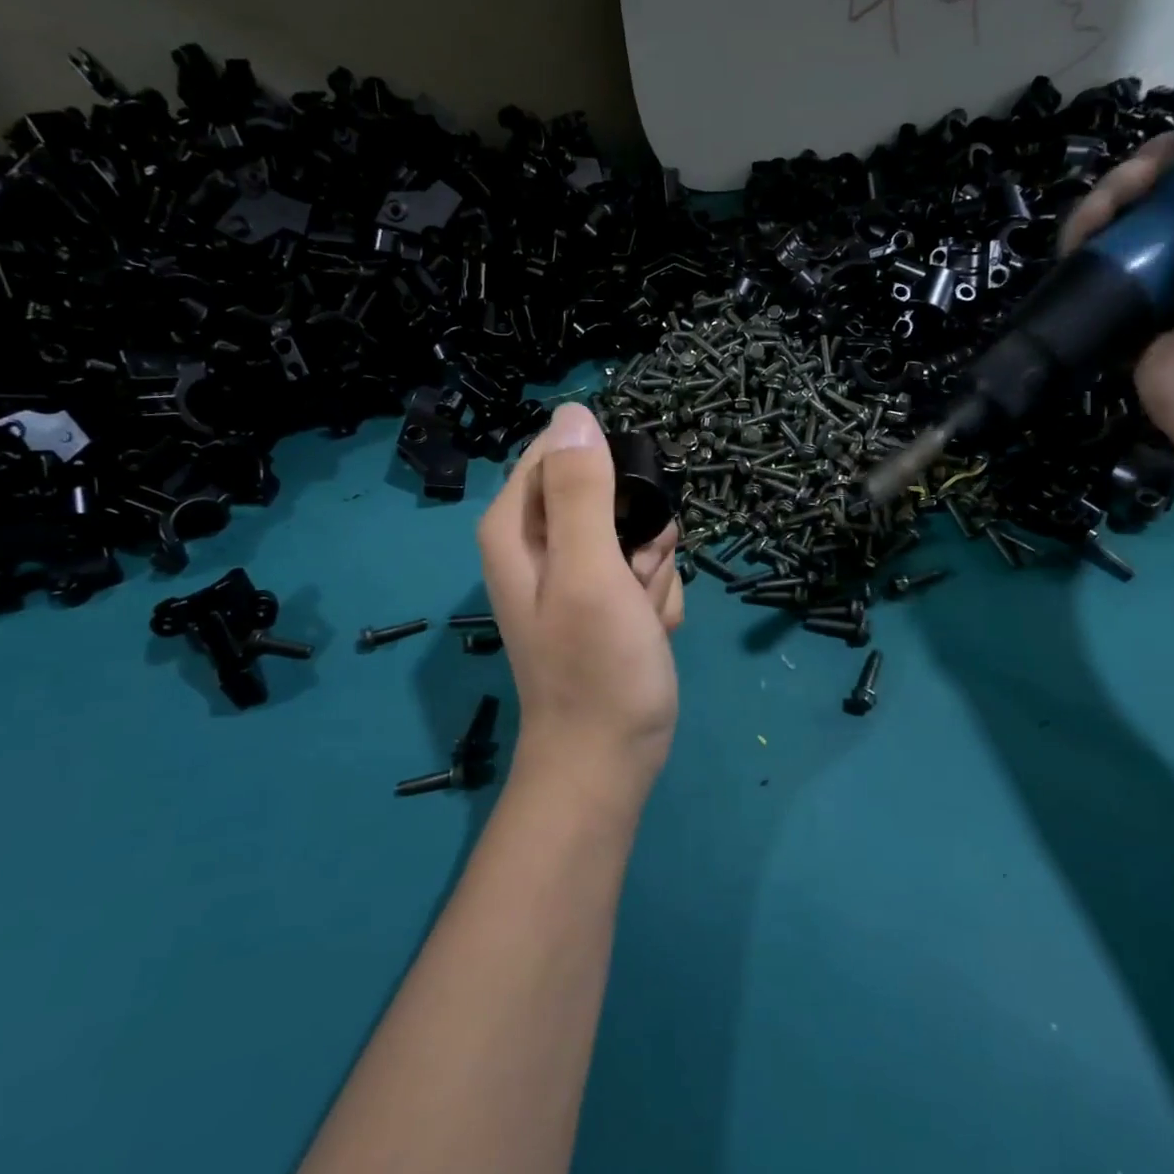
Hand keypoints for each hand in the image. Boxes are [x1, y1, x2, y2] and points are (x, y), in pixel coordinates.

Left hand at [477, 404, 684, 802]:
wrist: (609, 759)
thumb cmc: (595, 667)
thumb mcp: (588, 571)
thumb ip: (581, 492)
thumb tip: (576, 414)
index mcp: (517, 525)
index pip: (566, 453)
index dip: (611, 479)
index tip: (625, 525)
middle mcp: (541, 542)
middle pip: (612, 494)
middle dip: (640, 537)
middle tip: (633, 581)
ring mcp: (578, 572)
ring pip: (640, 534)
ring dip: (653, 573)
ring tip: (638, 616)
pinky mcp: (606, 598)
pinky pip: (647, 571)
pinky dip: (656, 599)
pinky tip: (646, 632)